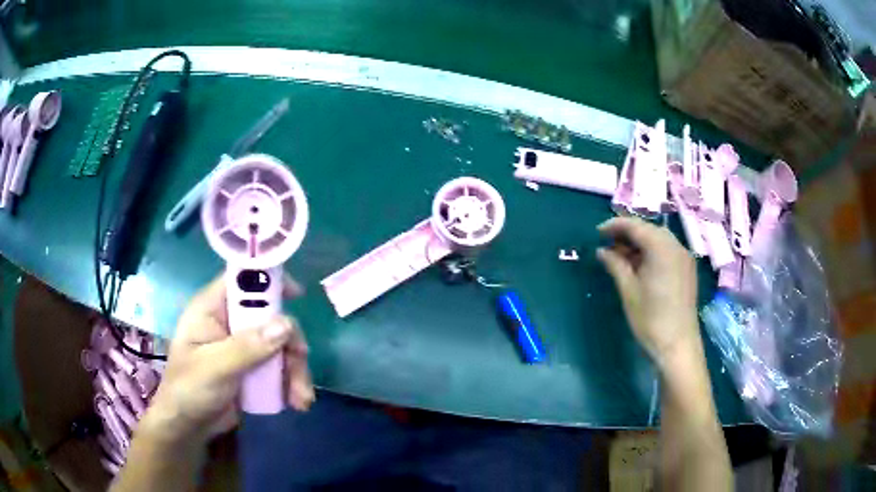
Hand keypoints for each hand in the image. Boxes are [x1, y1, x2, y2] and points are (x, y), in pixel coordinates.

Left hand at [142, 274, 313, 443]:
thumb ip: (247, 347)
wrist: (188, 426)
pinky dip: (292, 382)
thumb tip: (286, 325)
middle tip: (299, 363)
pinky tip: (297, 402)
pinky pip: (280, 366)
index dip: (268, 279)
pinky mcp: (253, 368)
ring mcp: (243, 346)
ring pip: (280, 344)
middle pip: (270, 316)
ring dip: (295, 369)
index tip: (296, 295)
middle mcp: (230, 321)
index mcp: (212, 309)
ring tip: (301, 398)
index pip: (241, 279)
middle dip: (289, 342)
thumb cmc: (188, 390)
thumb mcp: (214, 368)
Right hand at [596, 217, 699, 366]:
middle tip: (607, 244)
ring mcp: (684, 258)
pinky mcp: (687, 270)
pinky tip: (639, 265)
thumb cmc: (650, 319)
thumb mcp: (628, 290)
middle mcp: (676, 246)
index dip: (615, 226)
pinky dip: (651, 252)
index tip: (597, 232)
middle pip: (649, 230)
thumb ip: (615, 265)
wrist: (678, 345)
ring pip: (659, 240)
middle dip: (627, 233)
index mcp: (661, 247)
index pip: (636, 226)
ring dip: (639, 243)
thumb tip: (602, 251)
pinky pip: (667, 251)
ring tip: (620, 256)